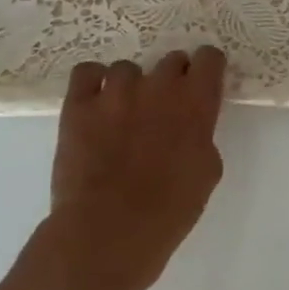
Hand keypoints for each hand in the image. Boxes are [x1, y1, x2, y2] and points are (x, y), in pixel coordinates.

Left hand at [42, 47, 227, 289]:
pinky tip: (96, 102)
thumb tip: (190, 127)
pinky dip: (93, 82)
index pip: (209, 57)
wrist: (108, 232)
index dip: (207, 70)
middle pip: (171, 60)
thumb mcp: (206, 172)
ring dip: (132, 86)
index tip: (203, 85)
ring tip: (125, 113)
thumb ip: (202, 136)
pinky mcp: (78, 105)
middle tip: (165, 109)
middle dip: (173, 79)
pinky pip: (86, 72)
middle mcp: (159, 86)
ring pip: (128, 68)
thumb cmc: (169, 211)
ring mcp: (115, 92)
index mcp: (196, 102)